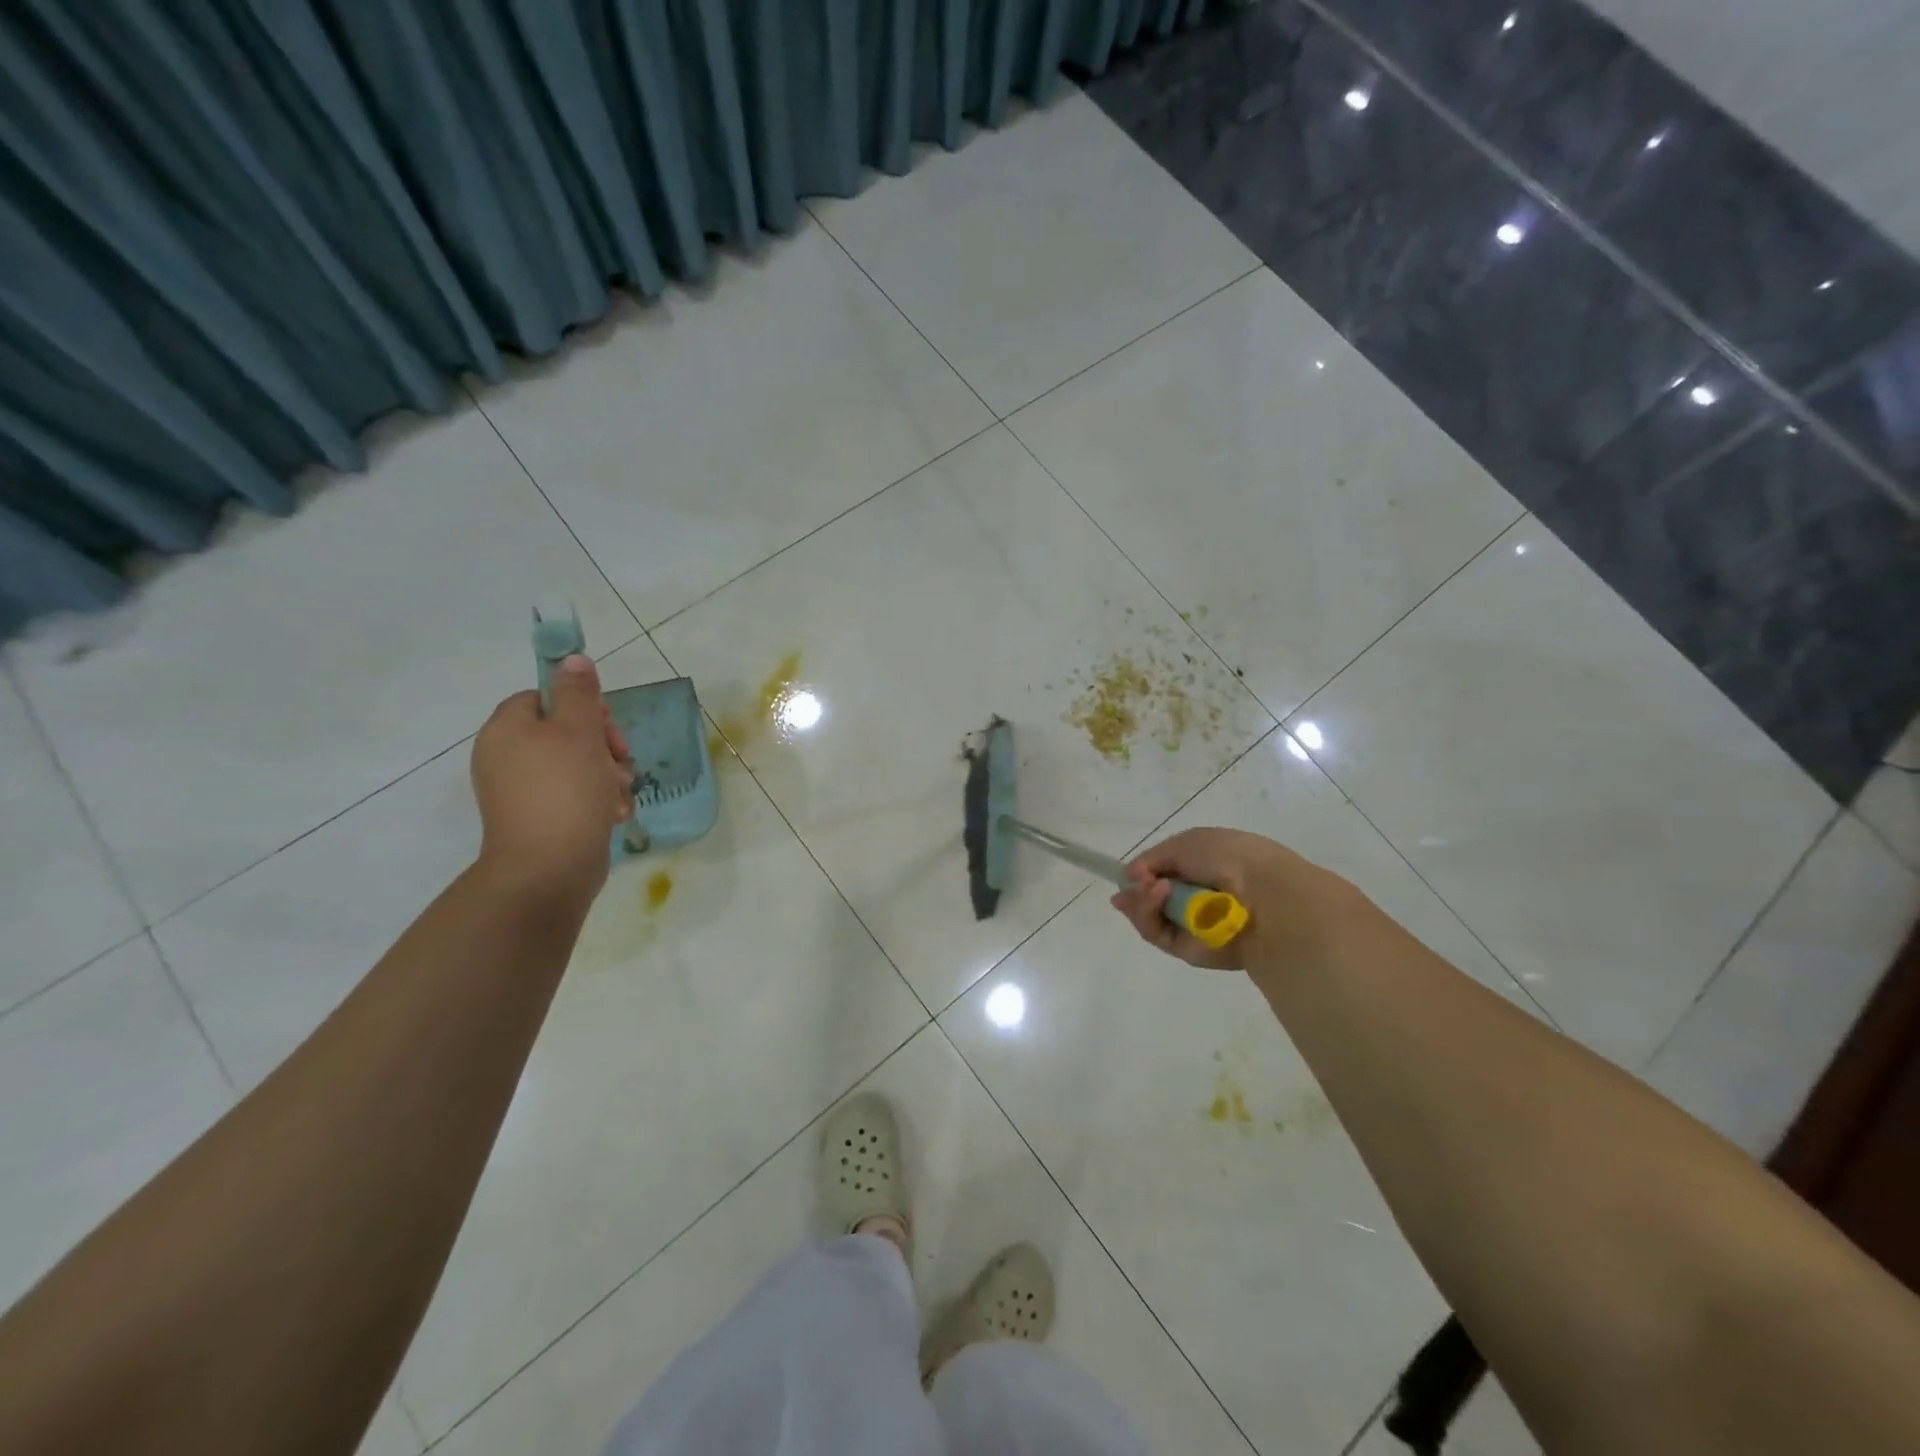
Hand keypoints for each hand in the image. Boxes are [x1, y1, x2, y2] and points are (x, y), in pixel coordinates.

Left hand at [470, 655, 632, 912]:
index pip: (544, 698)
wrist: (549, 869)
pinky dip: (598, 801)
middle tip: (620, 760)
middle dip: (603, 745)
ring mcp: (522, 793)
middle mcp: (507, 758)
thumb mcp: (579, 731)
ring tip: (618, 793)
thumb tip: (572, 658)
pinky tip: (613, 814)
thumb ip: (579, 692)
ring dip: (608, 775)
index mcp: (507, 730)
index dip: (581, 707)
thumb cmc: (564, 791)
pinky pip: (575, 796)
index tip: (606, 724)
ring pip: (578, 766)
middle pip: (565, 733)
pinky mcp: (541, 820)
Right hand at [1110, 826, 1360, 979]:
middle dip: (1136, 888)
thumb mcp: (1186, 843)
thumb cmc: (1229, 858)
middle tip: (1138, 881)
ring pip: (1147, 916)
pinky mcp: (1187, 950)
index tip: (1128, 874)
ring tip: (1151, 886)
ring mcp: (1191, 926)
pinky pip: (1155, 933)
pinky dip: (1148, 913)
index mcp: (1203, 870)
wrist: (1264, 894)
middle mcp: (1196, 899)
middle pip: (1149, 897)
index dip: (1142, 874)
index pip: (1163, 874)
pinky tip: (1158, 894)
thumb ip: (1153, 859)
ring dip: (1141, 899)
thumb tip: (1131, 877)